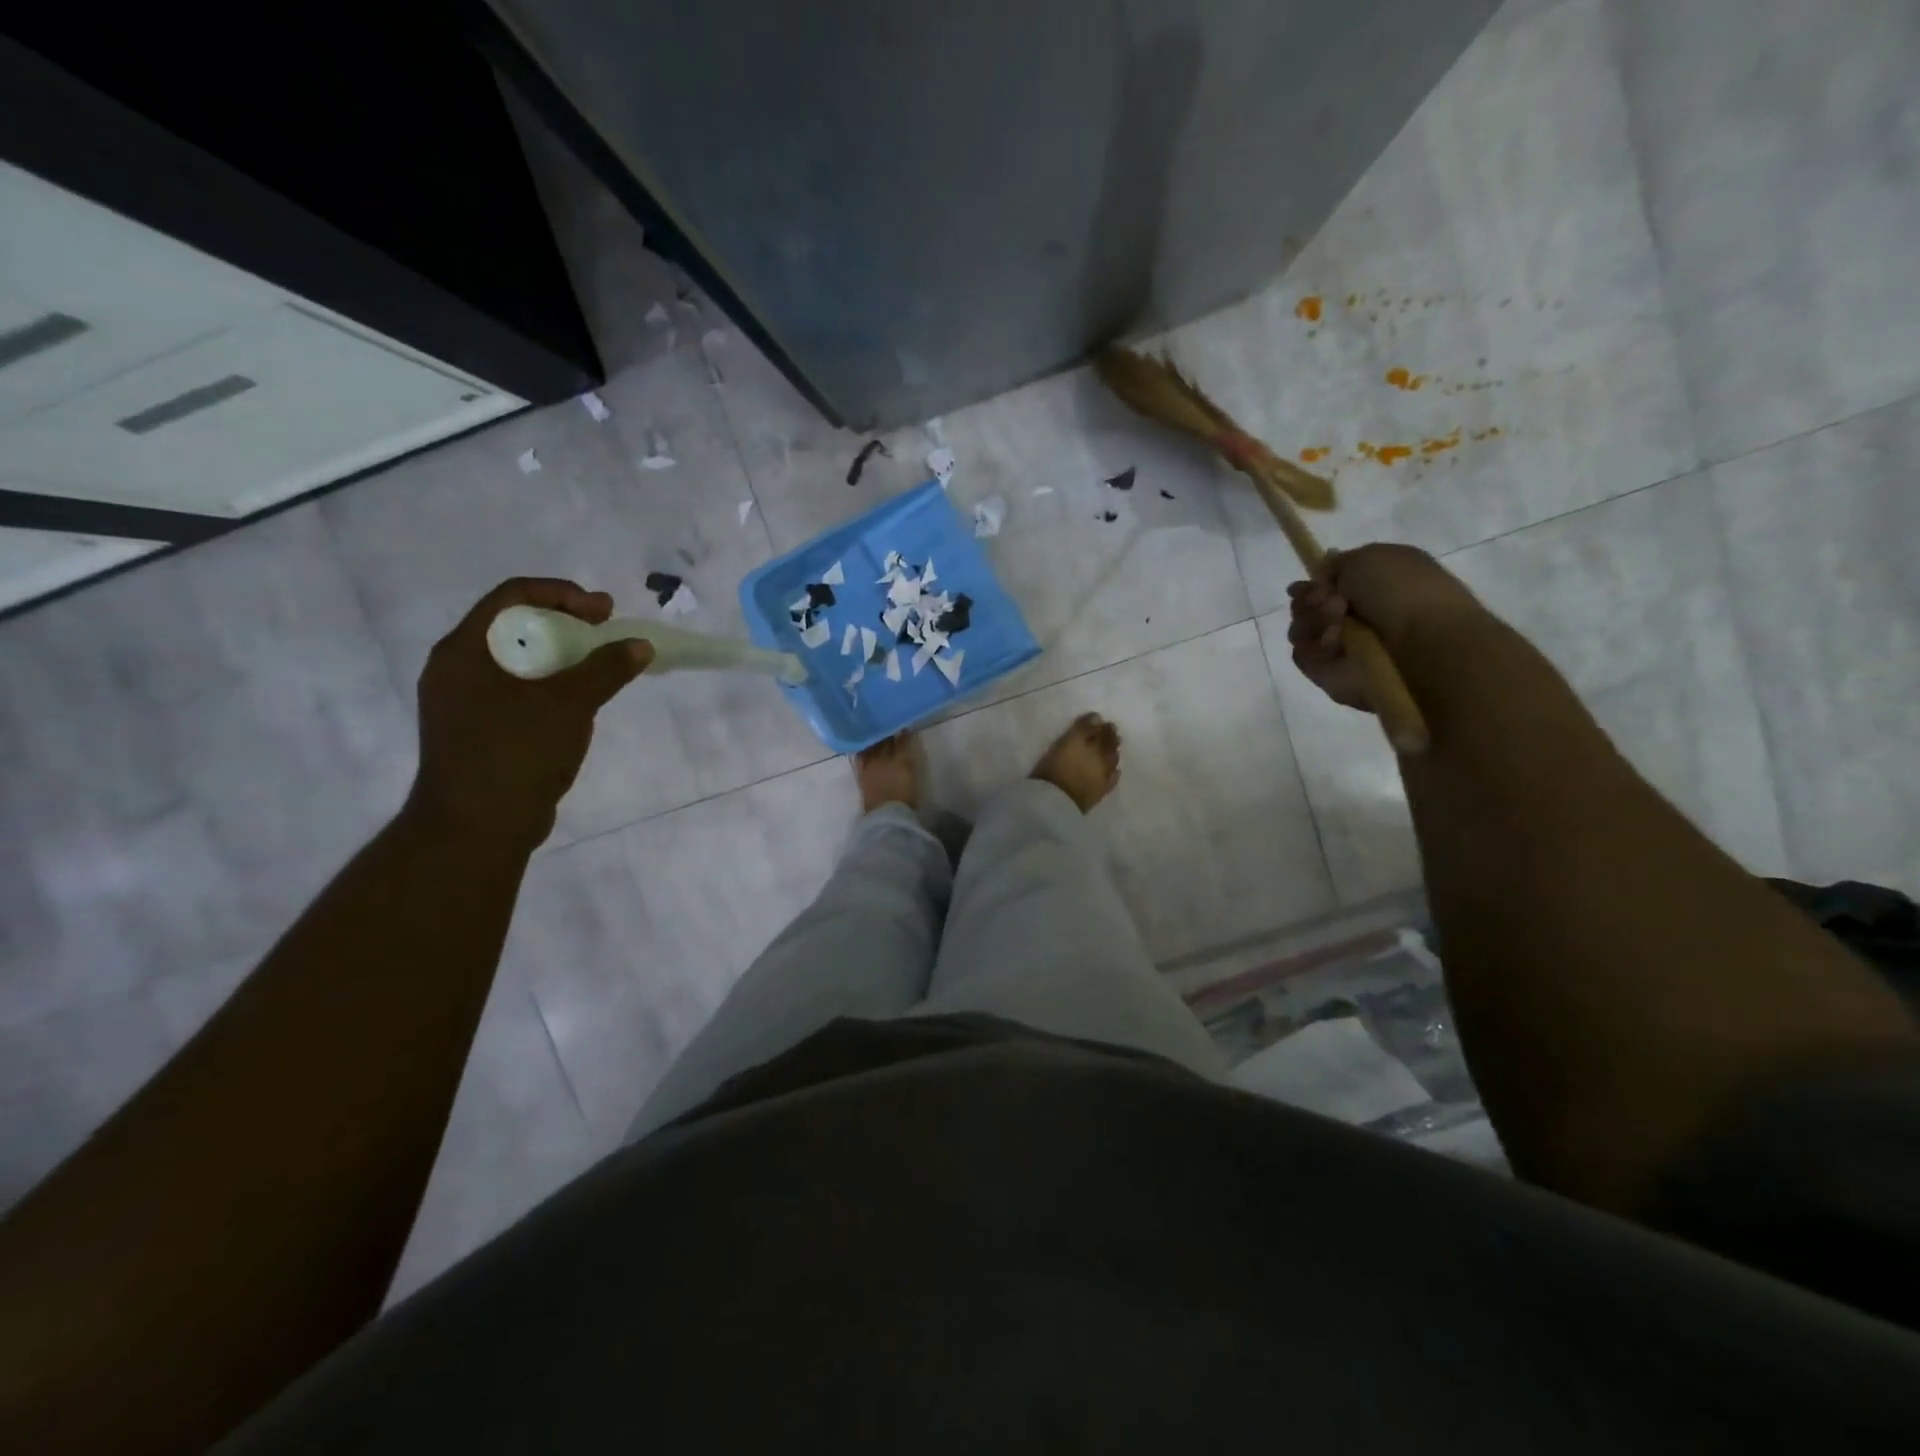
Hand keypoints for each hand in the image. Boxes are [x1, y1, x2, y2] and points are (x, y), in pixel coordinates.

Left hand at [408, 578, 651, 846]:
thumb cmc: (517, 754)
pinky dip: (550, 683)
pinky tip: (578, 700)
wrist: (477, 827)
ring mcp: (464, 700)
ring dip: (561, 654)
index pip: (513, 595)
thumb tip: (639, 645)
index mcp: (465, 650)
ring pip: (517, 658)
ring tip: (599, 666)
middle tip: (605, 633)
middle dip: (566, 623)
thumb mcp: (569, 705)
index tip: (604, 612)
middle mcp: (457, 667)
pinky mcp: (477, 727)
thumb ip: (606, 669)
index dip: (563, 594)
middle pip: (514, 623)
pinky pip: (517, 688)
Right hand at [1286, 544, 1479, 712]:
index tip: (1320, 583)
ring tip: (1337, 623)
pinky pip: (1303, 656)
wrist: (1424, 641)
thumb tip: (1319, 579)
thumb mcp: (1370, 556)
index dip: (1314, 583)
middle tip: (1332, 602)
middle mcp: (1355, 619)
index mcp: (1371, 588)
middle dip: (1310, 601)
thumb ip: (1336, 565)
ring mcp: (1342, 649)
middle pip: (1307, 608)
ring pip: (1301, 630)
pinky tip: (1335, 642)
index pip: (1324, 587)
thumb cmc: (1403, 591)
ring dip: (1313, 620)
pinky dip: (1313, 646)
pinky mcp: (1329, 675)